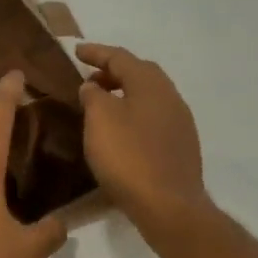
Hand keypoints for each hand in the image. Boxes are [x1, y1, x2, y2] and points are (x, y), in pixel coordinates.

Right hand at [76, 44, 210, 239]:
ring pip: (149, 97)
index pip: (120, 57)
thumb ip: (93, 96)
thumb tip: (94, 86)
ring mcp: (180, 122)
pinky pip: (153, 118)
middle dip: (113, 72)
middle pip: (140, 74)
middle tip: (89, 79)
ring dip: (125, 94)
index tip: (76, 51)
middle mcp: (170, 96)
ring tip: (101, 106)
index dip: (96, 52)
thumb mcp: (100, 120)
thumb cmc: (129, 157)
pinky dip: (134, 115)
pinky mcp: (181, 146)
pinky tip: (121, 132)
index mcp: (151, 84)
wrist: (169, 206)